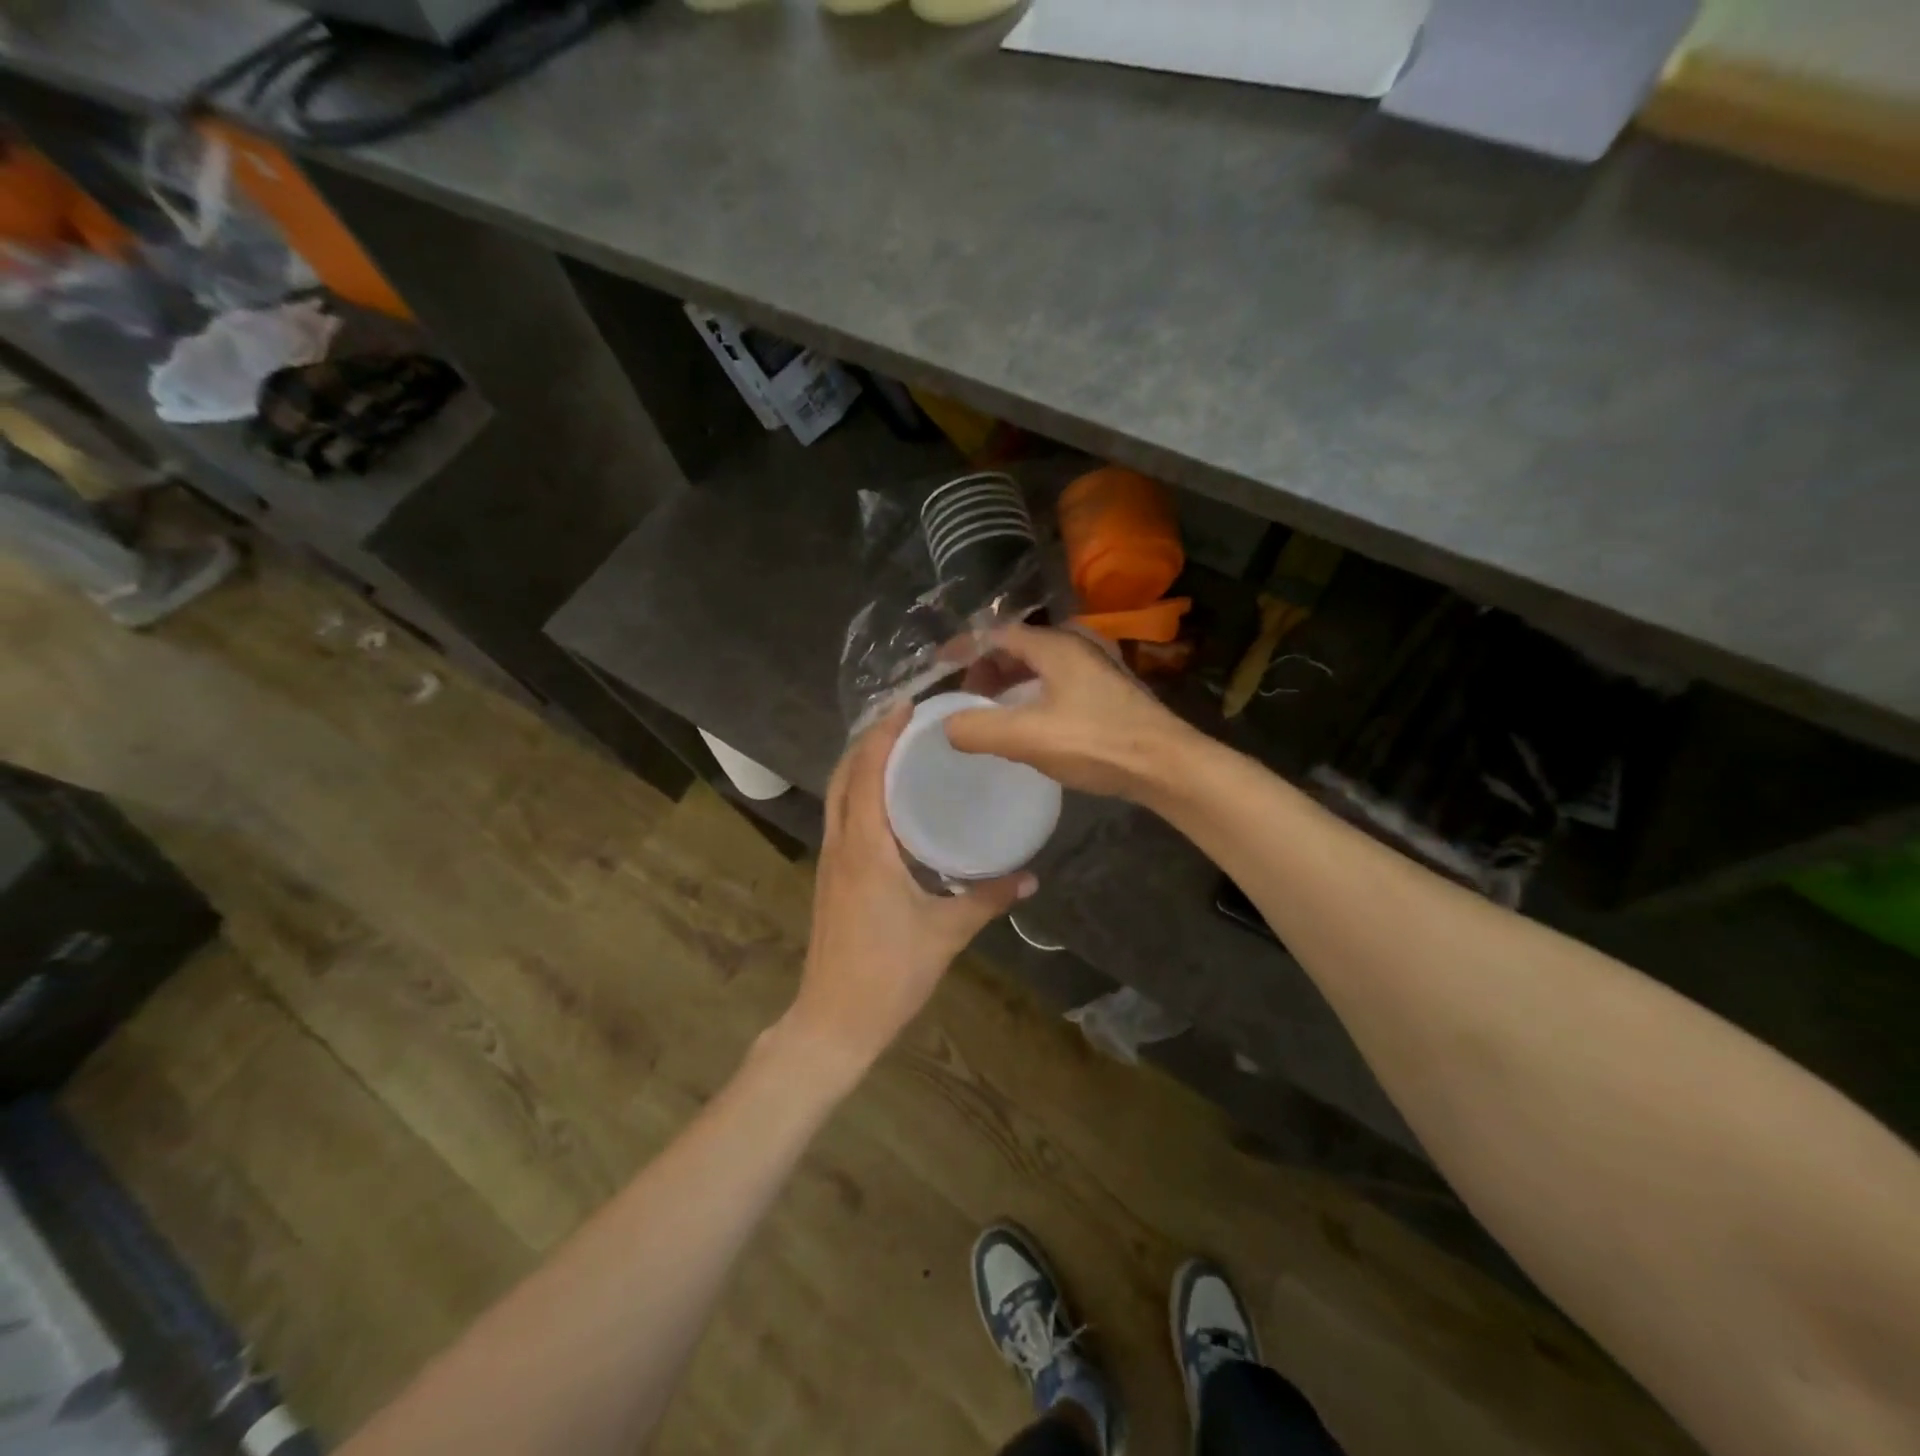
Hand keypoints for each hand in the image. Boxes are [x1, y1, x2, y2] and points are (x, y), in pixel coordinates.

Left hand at [780, 706, 1034, 1078]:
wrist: (833, 1021)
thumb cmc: (888, 973)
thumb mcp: (946, 934)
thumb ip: (988, 900)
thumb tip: (1030, 877)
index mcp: (865, 849)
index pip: (866, 774)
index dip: (882, 735)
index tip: (906, 706)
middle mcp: (840, 845)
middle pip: (843, 776)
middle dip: (868, 741)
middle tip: (905, 720)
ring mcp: (829, 862)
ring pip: (836, 797)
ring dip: (859, 765)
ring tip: (897, 748)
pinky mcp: (829, 878)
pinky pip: (840, 819)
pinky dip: (857, 794)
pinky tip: (886, 802)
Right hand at [944, 625, 1197, 799]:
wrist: (1167, 765)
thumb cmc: (1096, 743)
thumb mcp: (1028, 738)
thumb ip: (979, 730)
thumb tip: (948, 726)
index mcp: (1056, 645)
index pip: (997, 635)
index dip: (964, 649)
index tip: (939, 667)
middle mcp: (1078, 645)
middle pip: (1020, 647)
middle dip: (988, 669)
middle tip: (968, 698)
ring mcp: (1098, 666)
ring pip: (1041, 665)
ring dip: (1012, 683)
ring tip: (994, 712)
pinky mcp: (1110, 689)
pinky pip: (1060, 681)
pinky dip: (1035, 693)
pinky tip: (1032, 721)